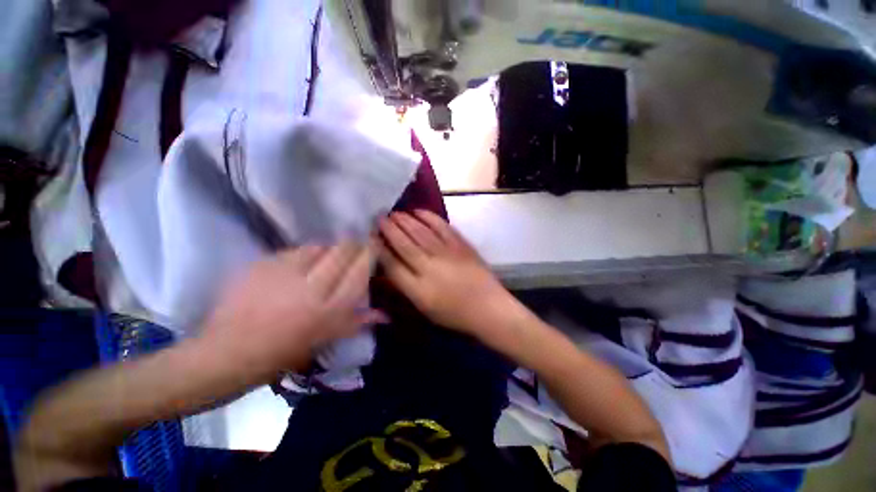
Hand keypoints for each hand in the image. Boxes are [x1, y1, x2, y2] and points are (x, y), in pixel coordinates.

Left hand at [201, 243, 383, 380]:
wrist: (225, 354)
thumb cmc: (281, 354)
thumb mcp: (324, 340)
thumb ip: (357, 322)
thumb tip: (385, 315)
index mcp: (330, 310)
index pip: (360, 270)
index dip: (370, 253)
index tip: (374, 245)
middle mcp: (312, 287)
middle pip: (343, 251)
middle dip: (352, 245)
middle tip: (353, 248)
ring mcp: (285, 273)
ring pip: (319, 246)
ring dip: (328, 249)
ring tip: (324, 259)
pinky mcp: (263, 265)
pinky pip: (294, 250)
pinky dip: (303, 254)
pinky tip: (298, 265)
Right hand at [378, 210, 516, 336]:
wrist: (488, 307)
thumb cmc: (454, 314)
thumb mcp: (424, 309)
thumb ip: (405, 287)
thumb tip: (388, 267)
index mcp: (418, 289)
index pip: (392, 265)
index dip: (379, 248)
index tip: (370, 236)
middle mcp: (430, 268)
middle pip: (404, 244)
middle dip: (389, 228)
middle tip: (379, 217)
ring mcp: (447, 254)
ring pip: (420, 232)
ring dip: (405, 220)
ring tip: (394, 213)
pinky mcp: (460, 245)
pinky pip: (441, 227)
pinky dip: (429, 217)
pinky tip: (418, 211)